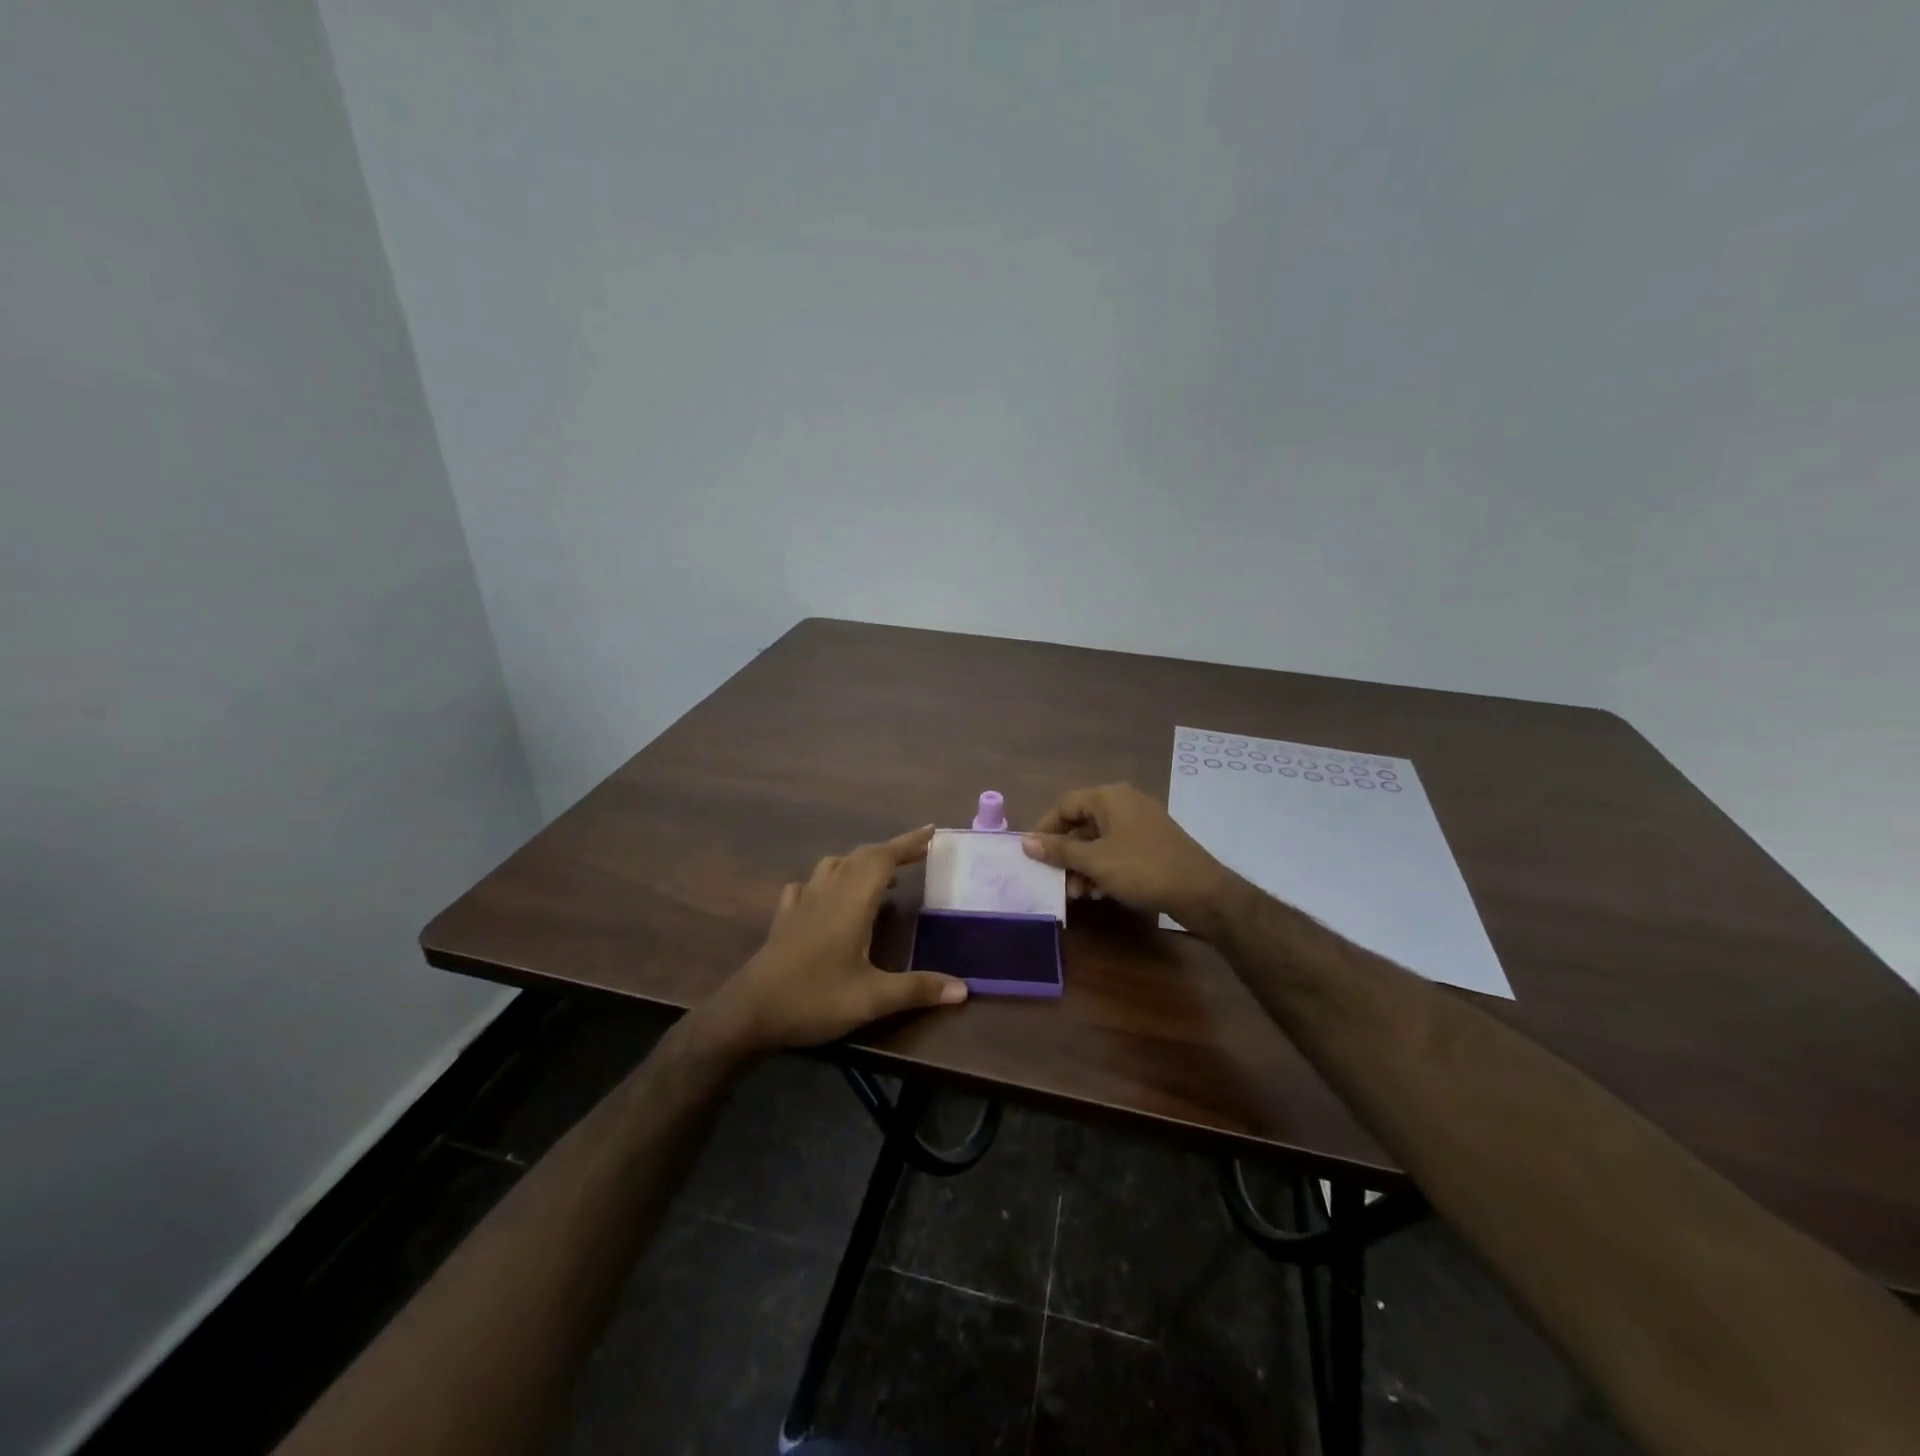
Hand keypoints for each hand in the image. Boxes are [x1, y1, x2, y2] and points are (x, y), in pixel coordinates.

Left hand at [701, 826, 967, 1054]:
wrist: (749, 1013)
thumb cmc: (813, 999)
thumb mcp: (871, 999)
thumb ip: (917, 989)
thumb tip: (964, 989)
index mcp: (852, 902)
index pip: (883, 858)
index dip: (909, 842)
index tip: (933, 831)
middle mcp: (827, 893)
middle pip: (861, 856)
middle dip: (891, 850)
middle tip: (918, 854)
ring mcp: (802, 903)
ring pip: (833, 865)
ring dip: (860, 862)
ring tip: (880, 876)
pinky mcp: (785, 917)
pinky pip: (808, 885)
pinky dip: (827, 879)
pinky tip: (828, 896)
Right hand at [1021, 783, 1234, 925]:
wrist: (1201, 891)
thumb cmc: (1141, 869)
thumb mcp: (1094, 861)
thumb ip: (1058, 850)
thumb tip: (1025, 841)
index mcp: (1109, 797)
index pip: (1064, 805)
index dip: (1045, 829)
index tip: (1033, 855)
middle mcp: (1124, 802)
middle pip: (1082, 823)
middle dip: (1066, 854)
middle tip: (1057, 880)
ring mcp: (1141, 822)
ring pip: (1099, 840)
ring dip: (1083, 865)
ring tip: (1078, 893)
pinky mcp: (1152, 842)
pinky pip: (1117, 849)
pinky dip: (1103, 867)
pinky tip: (1099, 892)